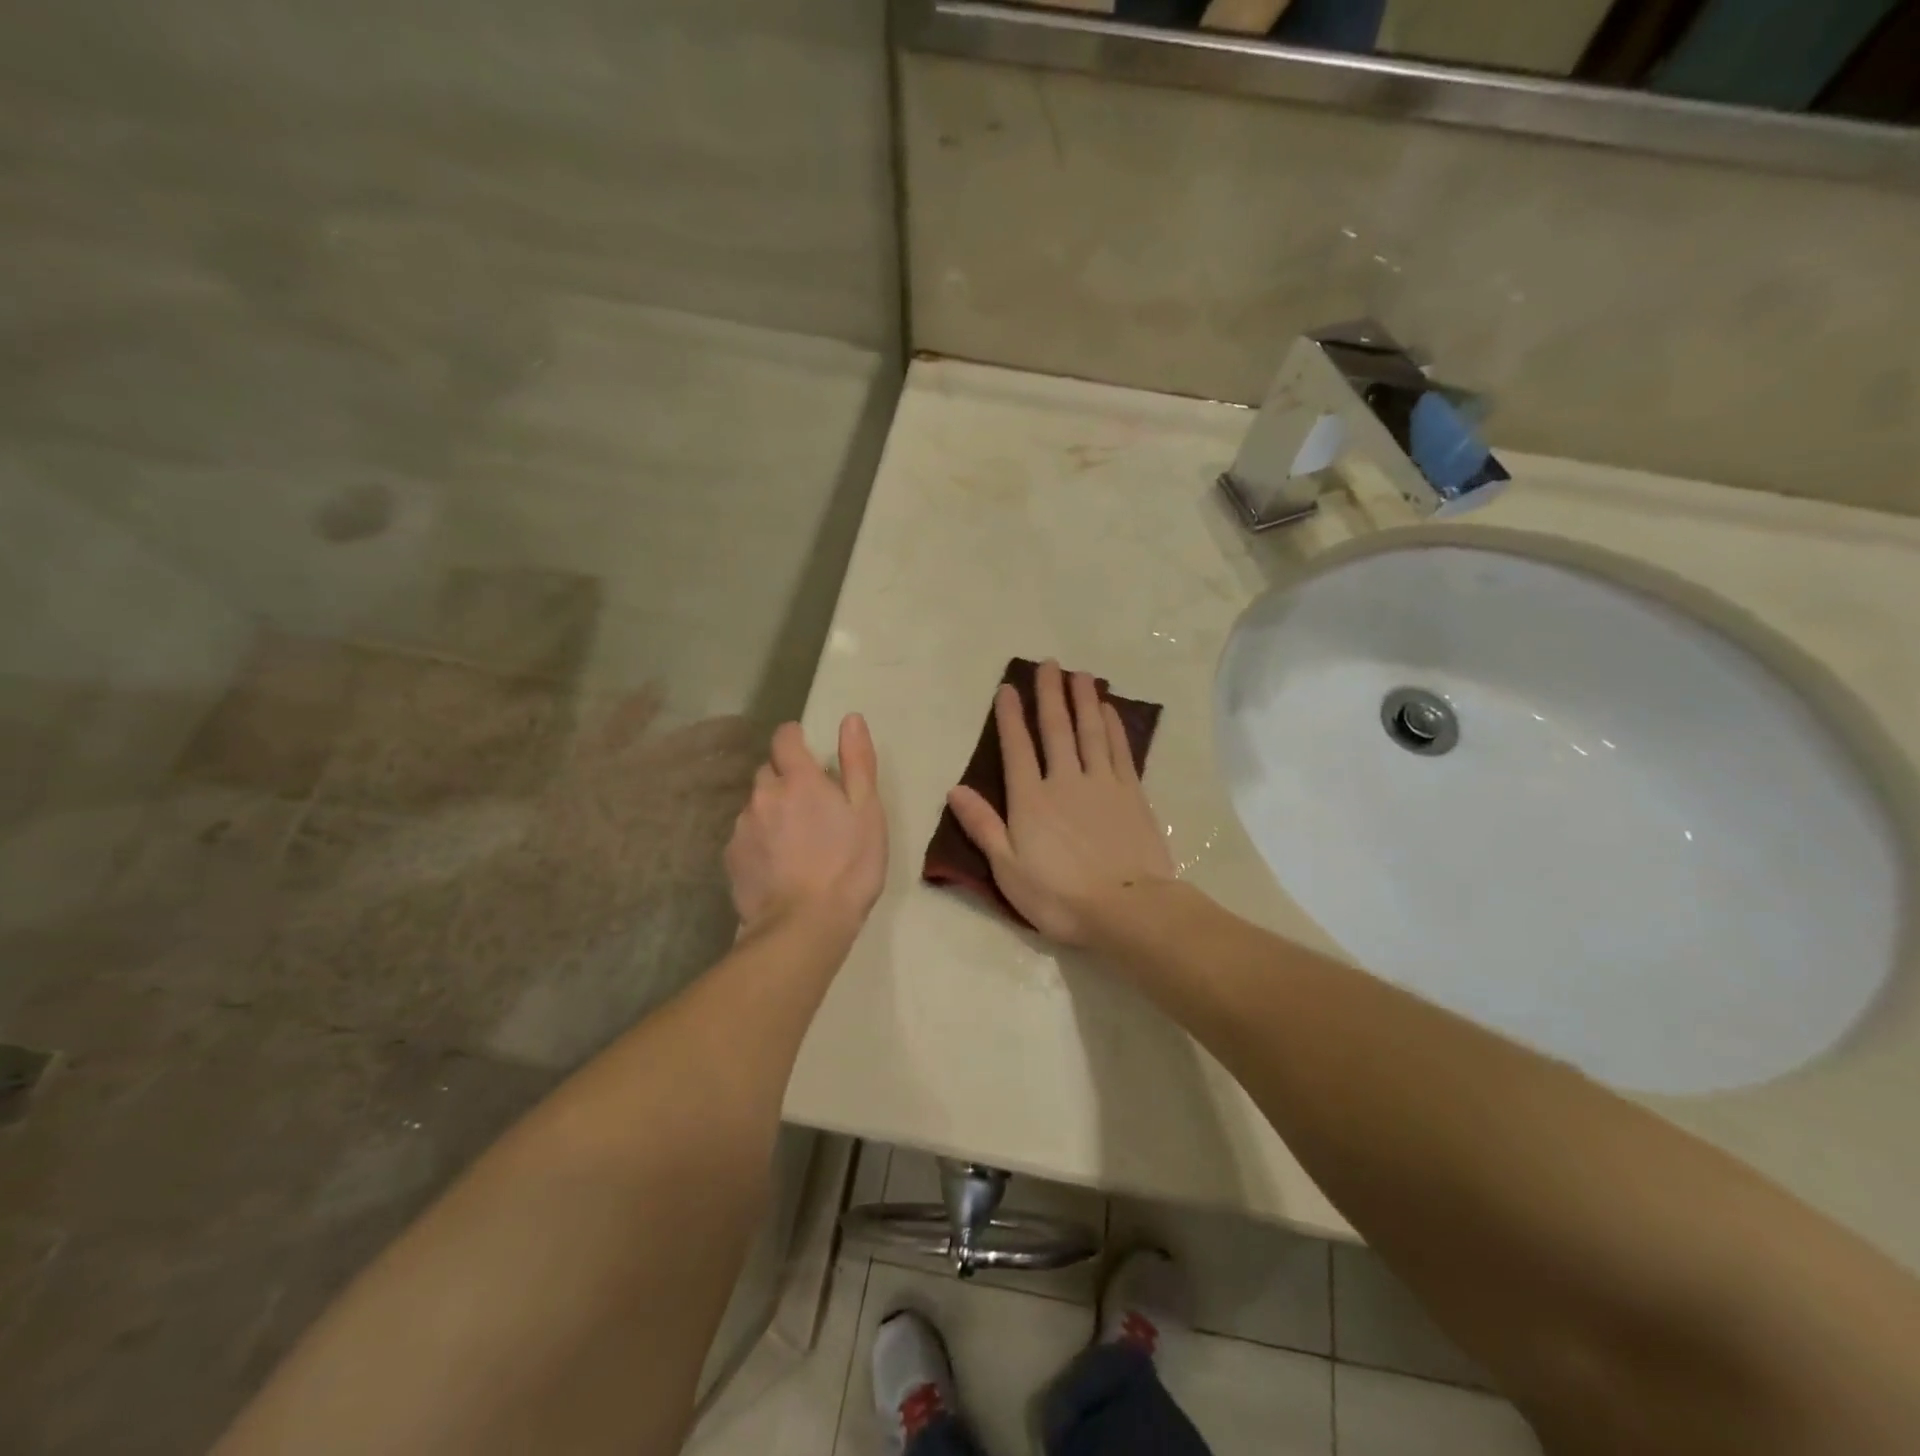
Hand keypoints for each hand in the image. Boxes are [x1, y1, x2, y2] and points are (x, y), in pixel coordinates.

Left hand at [726, 714, 887, 939]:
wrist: (804, 925)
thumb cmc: (849, 865)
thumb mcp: (867, 811)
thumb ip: (858, 762)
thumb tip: (850, 719)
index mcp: (798, 779)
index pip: (785, 738)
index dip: (795, 739)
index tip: (808, 752)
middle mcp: (763, 795)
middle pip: (768, 771)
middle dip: (785, 779)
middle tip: (811, 806)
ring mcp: (742, 826)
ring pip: (755, 805)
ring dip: (772, 811)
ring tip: (795, 842)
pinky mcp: (731, 857)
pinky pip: (745, 835)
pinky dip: (760, 840)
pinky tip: (778, 864)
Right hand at [947, 660, 1173, 945]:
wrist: (1127, 908)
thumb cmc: (1059, 896)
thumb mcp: (1008, 869)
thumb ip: (983, 826)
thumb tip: (955, 789)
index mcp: (1031, 800)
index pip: (1017, 748)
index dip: (1010, 717)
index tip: (1008, 688)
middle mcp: (1065, 781)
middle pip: (1056, 729)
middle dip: (1050, 695)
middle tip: (1049, 664)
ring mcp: (1102, 784)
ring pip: (1090, 732)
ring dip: (1083, 700)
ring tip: (1080, 674)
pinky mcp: (1131, 793)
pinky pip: (1120, 750)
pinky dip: (1113, 726)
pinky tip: (1109, 710)